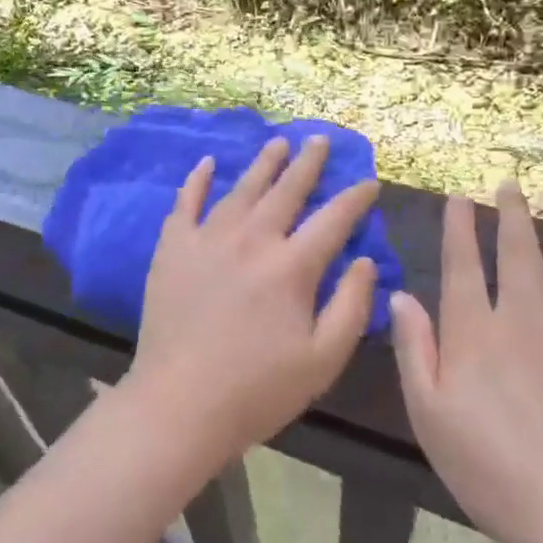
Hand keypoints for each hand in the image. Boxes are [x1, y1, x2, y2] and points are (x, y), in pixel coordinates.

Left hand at [123, 137, 380, 464]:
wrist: (179, 402)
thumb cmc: (258, 389)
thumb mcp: (323, 360)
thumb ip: (350, 306)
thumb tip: (363, 259)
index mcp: (291, 267)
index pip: (332, 220)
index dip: (354, 199)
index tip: (369, 182)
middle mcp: (251, 240)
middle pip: (286, 191)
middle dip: (308, 164)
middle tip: (320, 140)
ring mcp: (208, 239)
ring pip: (242, 189)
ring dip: (263, 164)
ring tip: (278, 142)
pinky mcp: (173, 247)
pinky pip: (186, 203)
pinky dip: (198, 180)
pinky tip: (207, 163)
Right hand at [390, 184, 542, 542]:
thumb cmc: (488, 469)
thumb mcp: (427, 414)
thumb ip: (414, 349)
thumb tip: (401, 295)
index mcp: (476, 332)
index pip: (463, 264)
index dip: (459, 227)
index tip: (459, 198)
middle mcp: (527, 320)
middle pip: (519, 253)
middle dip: (512, 214)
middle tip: (510, 185)